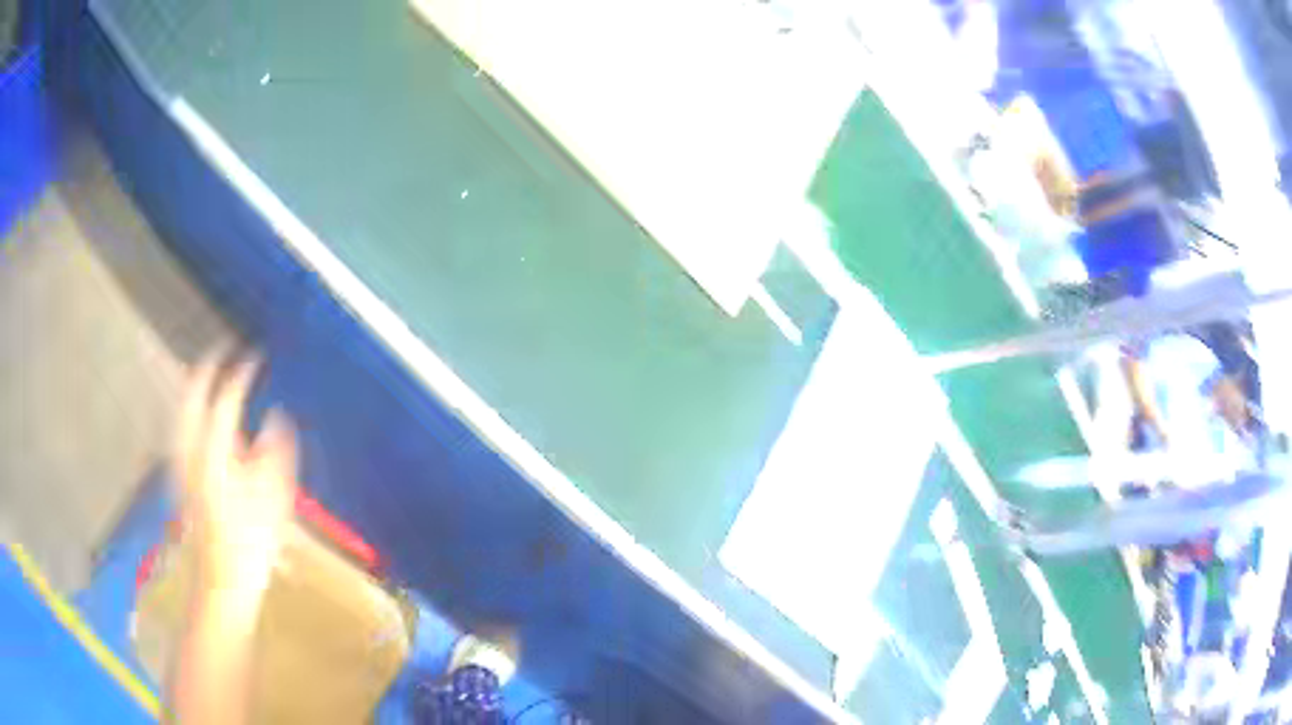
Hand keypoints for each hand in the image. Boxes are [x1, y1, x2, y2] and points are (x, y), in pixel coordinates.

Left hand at [175, 350, 298, 595]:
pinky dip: (190, 407)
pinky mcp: (178, 474)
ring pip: (181, 406)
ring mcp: (180, 461)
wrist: (222, 583)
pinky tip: (200, 413)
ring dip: (194, 383)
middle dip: (206, 365)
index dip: (241, 372)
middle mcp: (190, 449)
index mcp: (214, 453)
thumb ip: (276, 451)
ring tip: (211, 371)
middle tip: (225, 349)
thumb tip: (277, 416)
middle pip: (190, 392)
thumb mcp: (274, 500)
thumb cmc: (251, 545)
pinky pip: (180, 425)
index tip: (256, 355)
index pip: (226, 397)